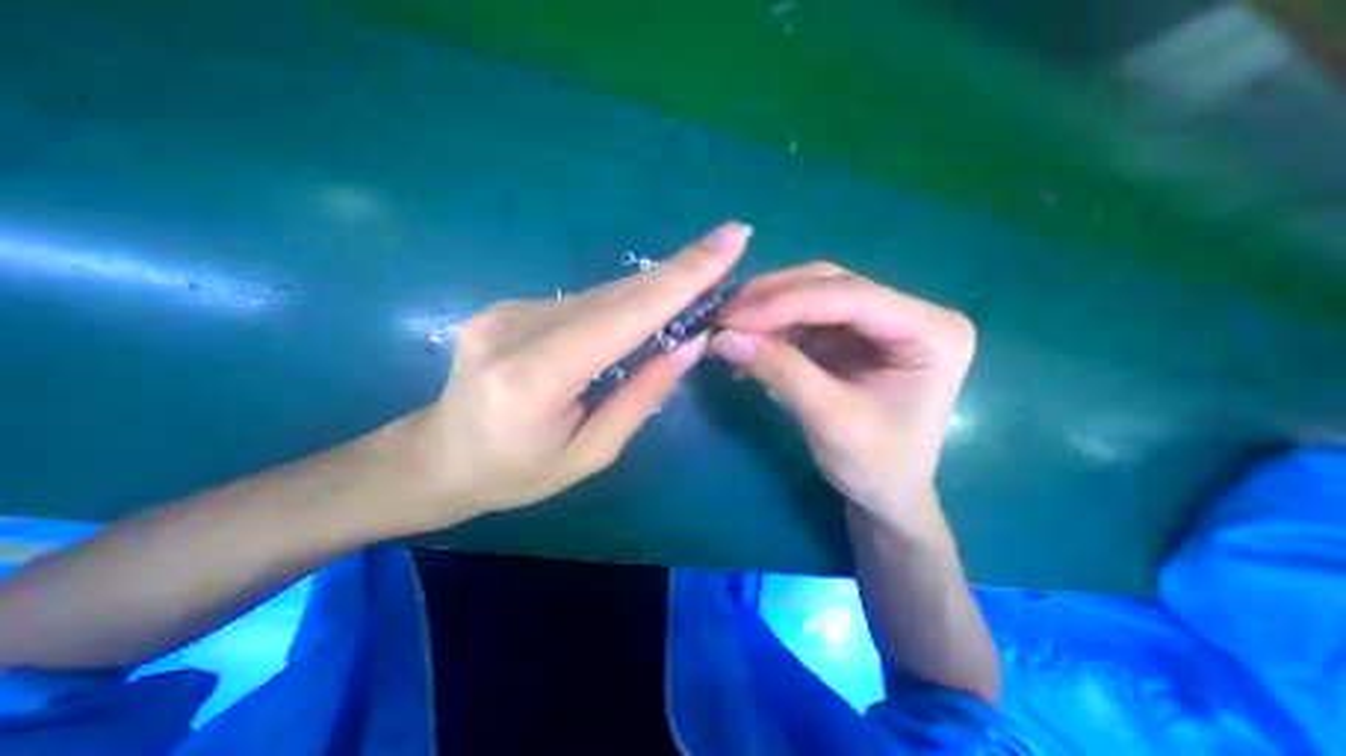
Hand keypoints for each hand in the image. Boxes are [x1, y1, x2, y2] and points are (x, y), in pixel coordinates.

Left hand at [394, 220, 754, 528]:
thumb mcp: (589, 454)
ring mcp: (508, 311)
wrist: (439, 457)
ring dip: (654, 288)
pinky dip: (623, 303)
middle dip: (679, 272)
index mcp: (535, 378)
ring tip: (699, 279)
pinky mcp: (510, 307)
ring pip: (603, 294)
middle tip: (728, 246)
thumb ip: (639, 397)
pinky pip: (583, 302)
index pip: (623, 316)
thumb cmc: (516, 473)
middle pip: (617, 295)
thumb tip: (688, 345)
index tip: (729, 240)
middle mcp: (517, 329)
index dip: (681, 277)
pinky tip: (646, 307)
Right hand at [708, 264, 973, 527]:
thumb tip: (723, 337)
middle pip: (829, 285)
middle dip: (771, 300)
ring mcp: (877, 322)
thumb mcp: (830, 420)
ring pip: (811, 295)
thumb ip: (780, 371)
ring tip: (728, 331)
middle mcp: (908, 314)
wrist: (886, 493)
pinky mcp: (851, 335)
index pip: (850, 296)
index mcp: (930, 331)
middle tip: (723, 317)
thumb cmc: (876, 466)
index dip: (786, 303)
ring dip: (766, 312)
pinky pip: (804, 319)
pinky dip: (771, 330)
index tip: (732, 319)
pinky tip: (747, 346)